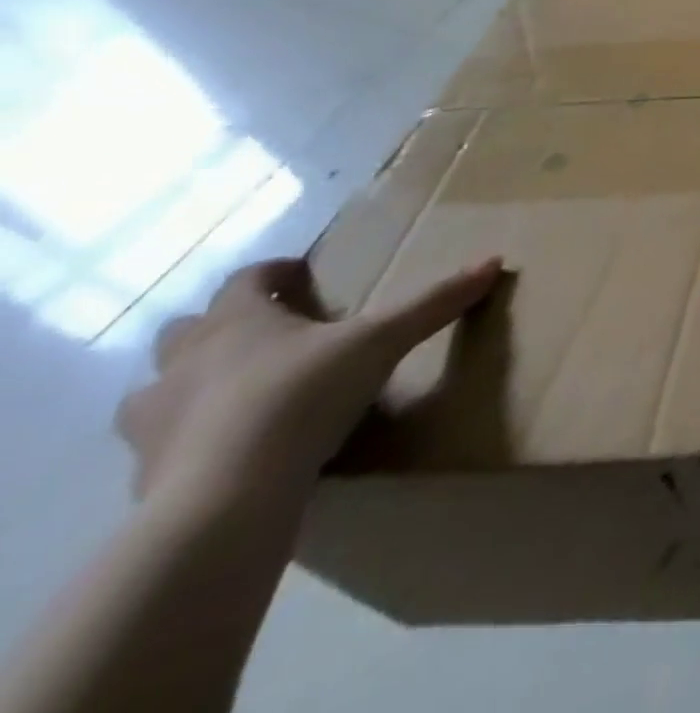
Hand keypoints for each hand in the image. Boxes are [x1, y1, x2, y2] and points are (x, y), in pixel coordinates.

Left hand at [115, 256, 501, 511]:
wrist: (225, 499)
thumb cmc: (301, 398)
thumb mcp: (382, 342)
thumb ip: (434, 303)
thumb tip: (493, 261)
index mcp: (236, 322)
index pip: (246, 279)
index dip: (274, 273)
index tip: (302, 276)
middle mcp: (185, 362)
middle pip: (187, 331)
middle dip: (222, 328)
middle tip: (272, 335)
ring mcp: (155, 422)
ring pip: (157, 390)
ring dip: (191, 385)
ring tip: (239, 394)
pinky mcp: (146, 476)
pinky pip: (163, 446)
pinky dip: (191, 440)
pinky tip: (231, 451)